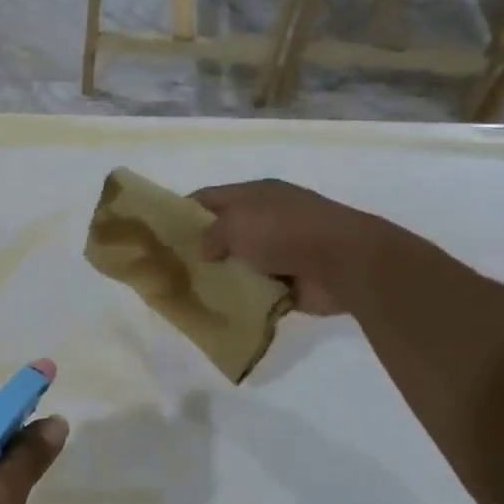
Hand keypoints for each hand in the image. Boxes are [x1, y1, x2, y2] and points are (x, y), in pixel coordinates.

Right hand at [191, 179, 409, 316]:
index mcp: (254, 195)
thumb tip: (205, 250)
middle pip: (223, 232)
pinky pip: (257, 290)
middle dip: (199, 250)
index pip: (207, 198)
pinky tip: (219, 309)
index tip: (159, 235)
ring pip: (238, 263)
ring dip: (221, 276)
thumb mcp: (235, 223)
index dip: (182, 213)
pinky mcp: (291, 280)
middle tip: (170, 269)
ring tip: (190, 293)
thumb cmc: (284, 231)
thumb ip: (211, 235)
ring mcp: (280, 250)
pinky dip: (242, 298)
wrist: (344, 262)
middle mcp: (266, 219)